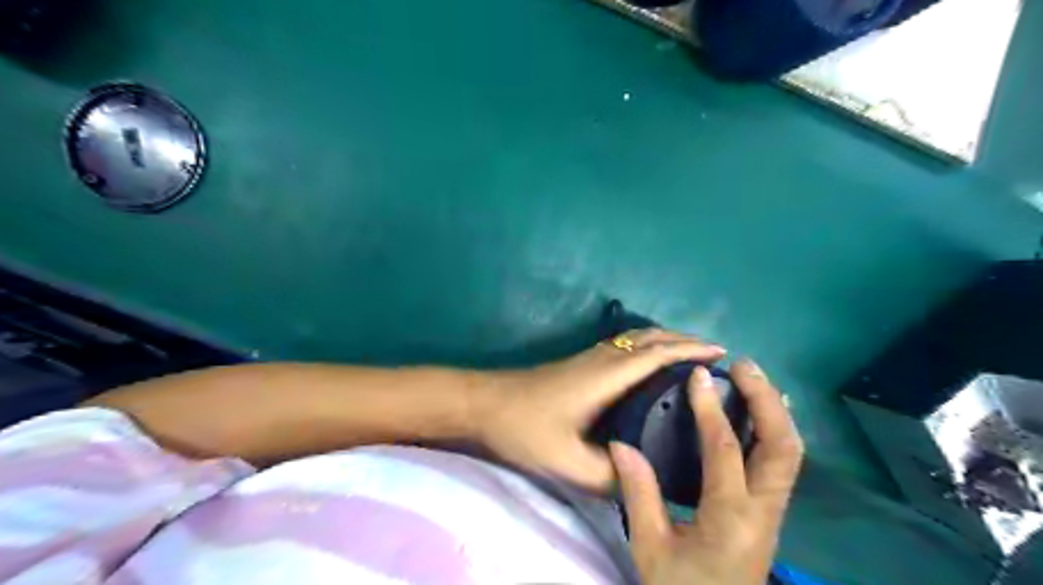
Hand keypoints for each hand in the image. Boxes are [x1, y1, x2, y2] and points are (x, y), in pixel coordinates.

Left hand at [476, 330, 727, 487]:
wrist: (484, 404)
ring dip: (665, 340)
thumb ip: (610, 475)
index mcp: (607, 375)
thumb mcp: (568, 462)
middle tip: (714, 355)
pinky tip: (649, 367)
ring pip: (636, 339)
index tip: (721, 353)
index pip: (658, 354)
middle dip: (684, 339)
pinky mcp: (580, 364)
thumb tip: (644, 478)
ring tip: (689, 357)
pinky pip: (625, 346)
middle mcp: (602, 358)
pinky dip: (648, 347)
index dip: (690, 350)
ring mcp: (589, 358)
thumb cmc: (524, 427)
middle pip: (650, 337)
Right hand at [608, 361, 799, 584]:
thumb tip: (621, 444)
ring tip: (753, 379)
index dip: (710, 407)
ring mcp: (774, 511)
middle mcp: (763, 510)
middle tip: (744, 366)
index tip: (698, 375)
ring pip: (790, 453)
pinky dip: (775, 429)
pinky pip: (782, 462)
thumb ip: (639, 493)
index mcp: (730, 518)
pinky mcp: (771, 511)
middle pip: (783, 446)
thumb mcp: (651, 547)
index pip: (725, 449)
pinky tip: (760, 412)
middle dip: (766, 400)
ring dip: (775, 411)